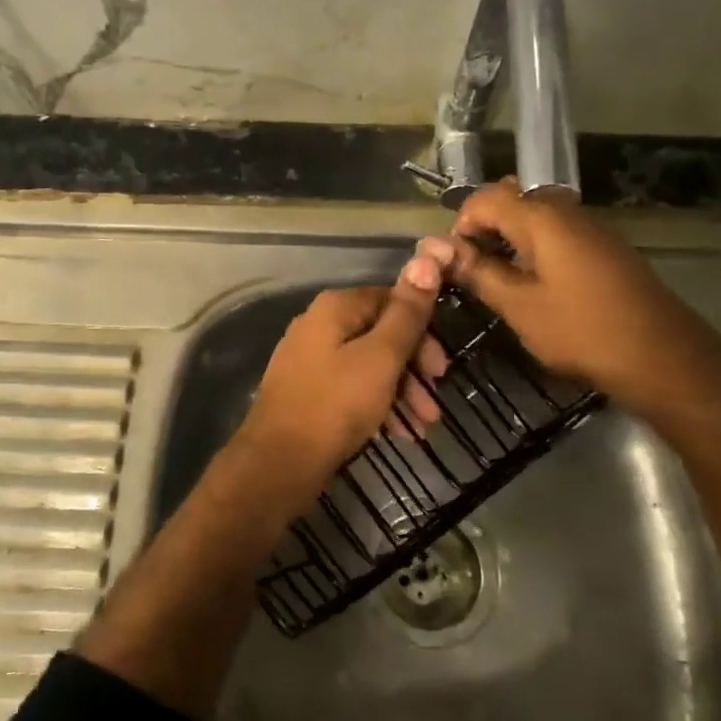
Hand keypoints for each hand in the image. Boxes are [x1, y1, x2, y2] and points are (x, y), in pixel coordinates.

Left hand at [235, 254, 449, 503]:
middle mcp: (318, 325)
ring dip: (401, 393)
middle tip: (433, 405)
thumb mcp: (381, 357)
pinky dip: (377, 405)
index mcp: (335, 308)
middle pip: (380, 335)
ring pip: (368, 366)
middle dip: (414, 370)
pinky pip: (351, 388)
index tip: (441, 369)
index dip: (423, 332)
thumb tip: (427, 258)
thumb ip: (406, 313)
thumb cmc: (335, 404)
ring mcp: (309, 360)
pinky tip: (397, 433)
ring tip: (422, 428)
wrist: (279, 462)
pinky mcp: (307, 391)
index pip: (390, 301)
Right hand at [420, 177, 720, 415]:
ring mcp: (590, 228)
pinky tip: (532, 284)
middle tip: (471, 269)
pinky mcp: (604, 249)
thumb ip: (478, 272)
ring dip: (507, 239)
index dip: (460, 225)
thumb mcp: (519, 305)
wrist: (663, 357)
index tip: (452, 263)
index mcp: (541, 218)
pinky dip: (533, 249)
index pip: (484, 198)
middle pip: (510, 200)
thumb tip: (440, 250)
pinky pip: (556, 234)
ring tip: (496, 279)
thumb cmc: (582, 330)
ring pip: (534, 217)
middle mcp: (566, 211)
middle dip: (483, 229)